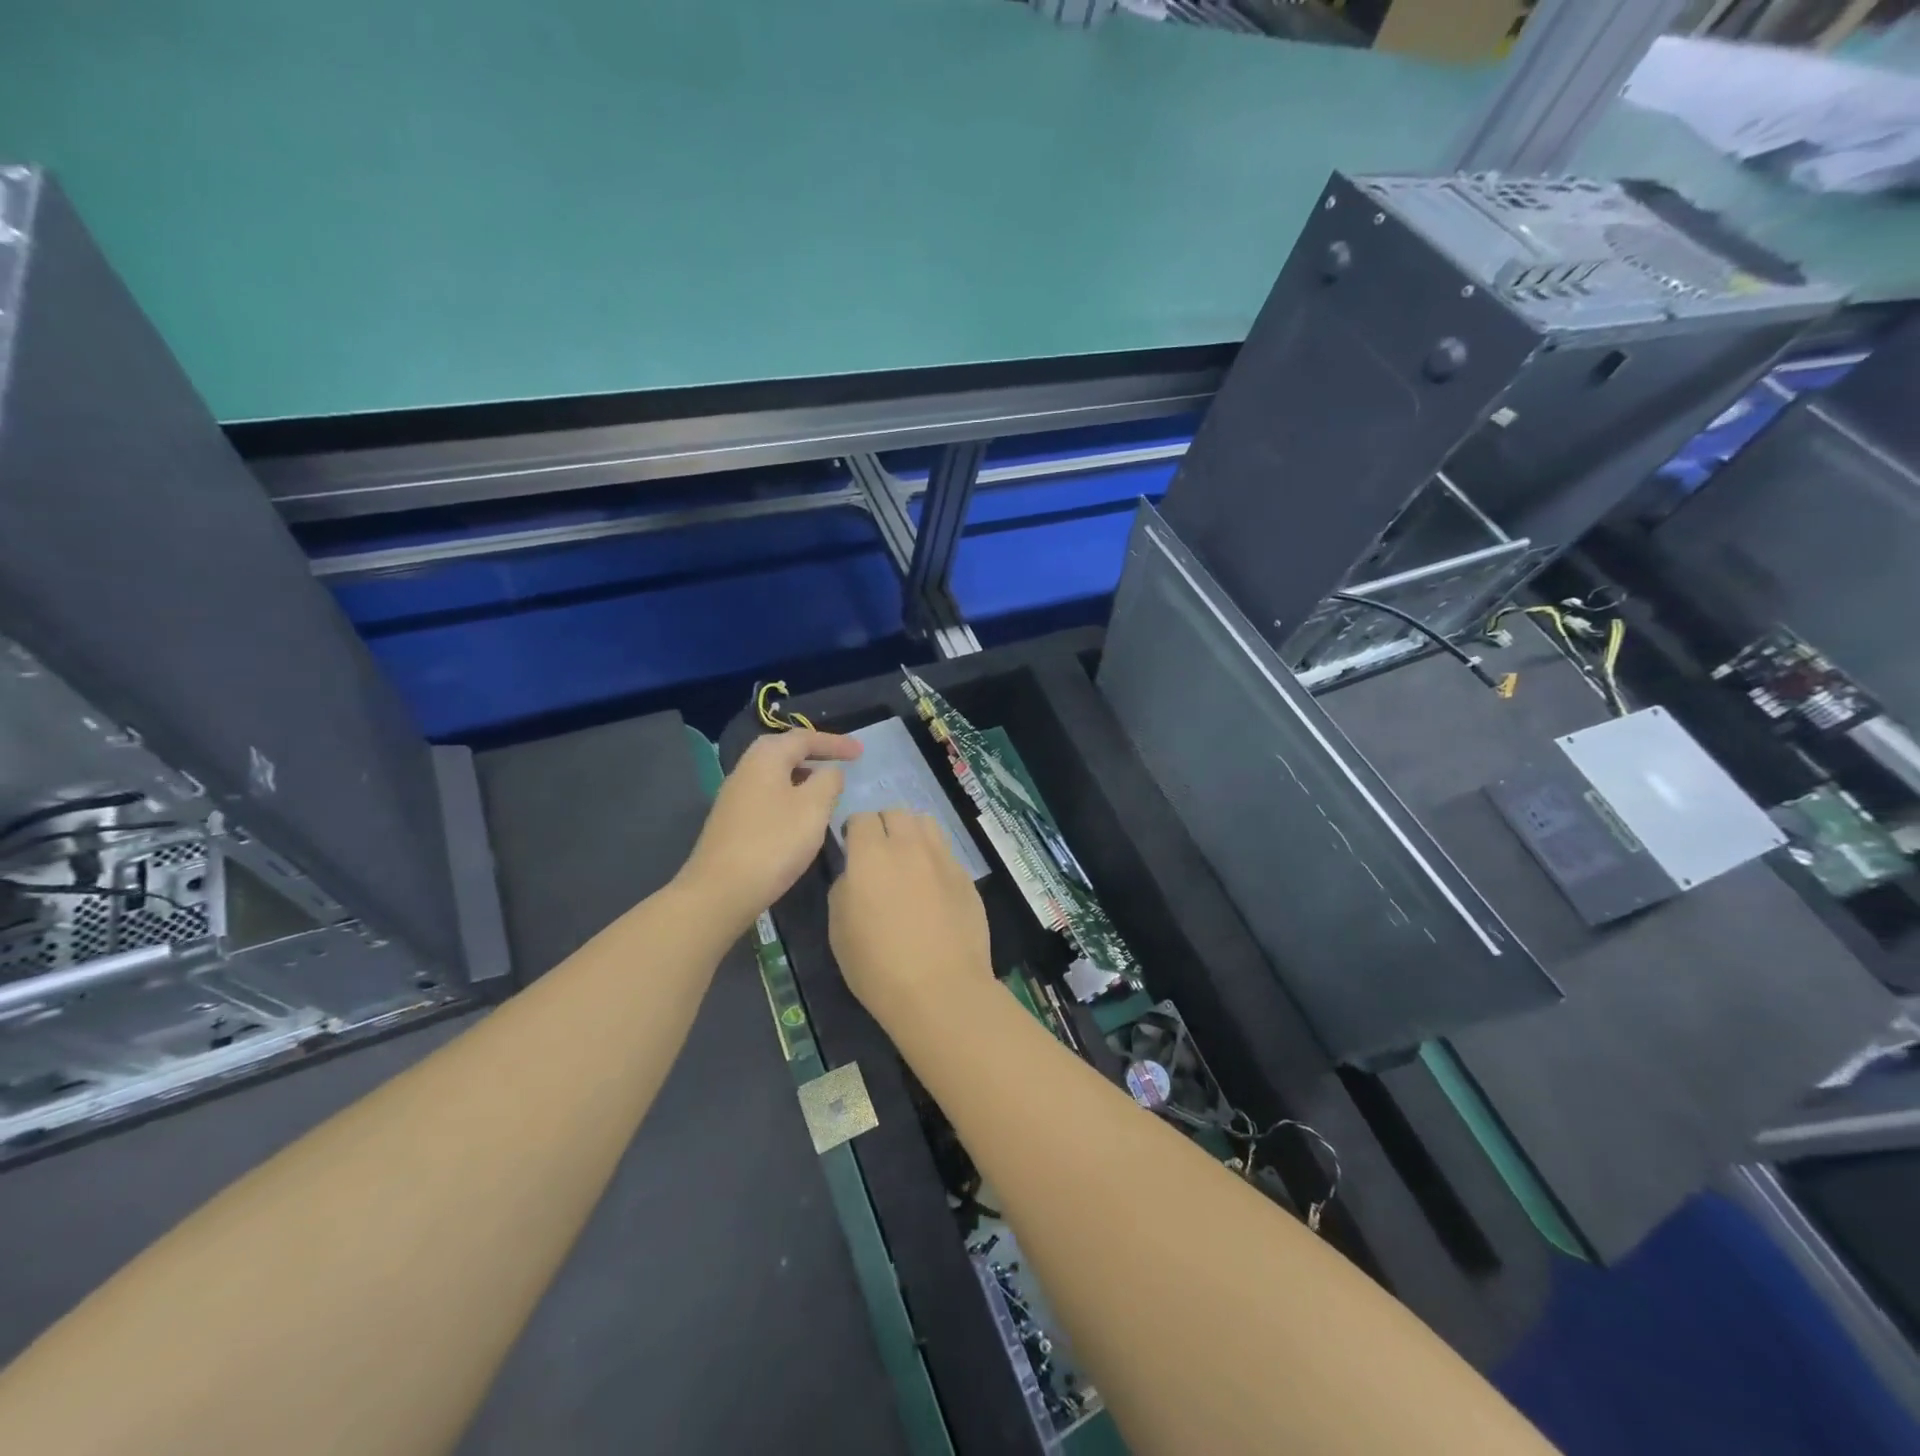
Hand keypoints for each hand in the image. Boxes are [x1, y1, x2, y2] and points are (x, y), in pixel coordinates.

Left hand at [680, 730, 861, 932]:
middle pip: (784, 750)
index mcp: (765, 758)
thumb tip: (830, 772)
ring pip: (775, 774)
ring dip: (803, 774)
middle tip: (841, 760)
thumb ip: (828, 781)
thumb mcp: (813, 808)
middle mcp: (746, 769)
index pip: (804, 738)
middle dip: (814, 753)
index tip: (861, 752)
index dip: (835, 743)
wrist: (721, 891)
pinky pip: (768, 794)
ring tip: (826, 785)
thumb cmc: (774, 843)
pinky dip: (790, 794)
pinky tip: (801, 814)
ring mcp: (735, 796)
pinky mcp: (733, 821)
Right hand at [829, 810, 991, 1027]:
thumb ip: (844, 888)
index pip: (861, 818)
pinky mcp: (966, 877)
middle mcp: (909, 846)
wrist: (940, 989)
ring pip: (926, 824)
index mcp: (871, 855)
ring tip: (908, 861)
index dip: (854, 831)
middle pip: (896, 812)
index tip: (852, 850)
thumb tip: (855, 875)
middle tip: (879, 855)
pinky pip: (946, 853)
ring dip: (912, 833)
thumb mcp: (839, 929)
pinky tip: (932, 888)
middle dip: (884, 826)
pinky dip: (934, 859)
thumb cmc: (878, 966)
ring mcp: (943, 859)